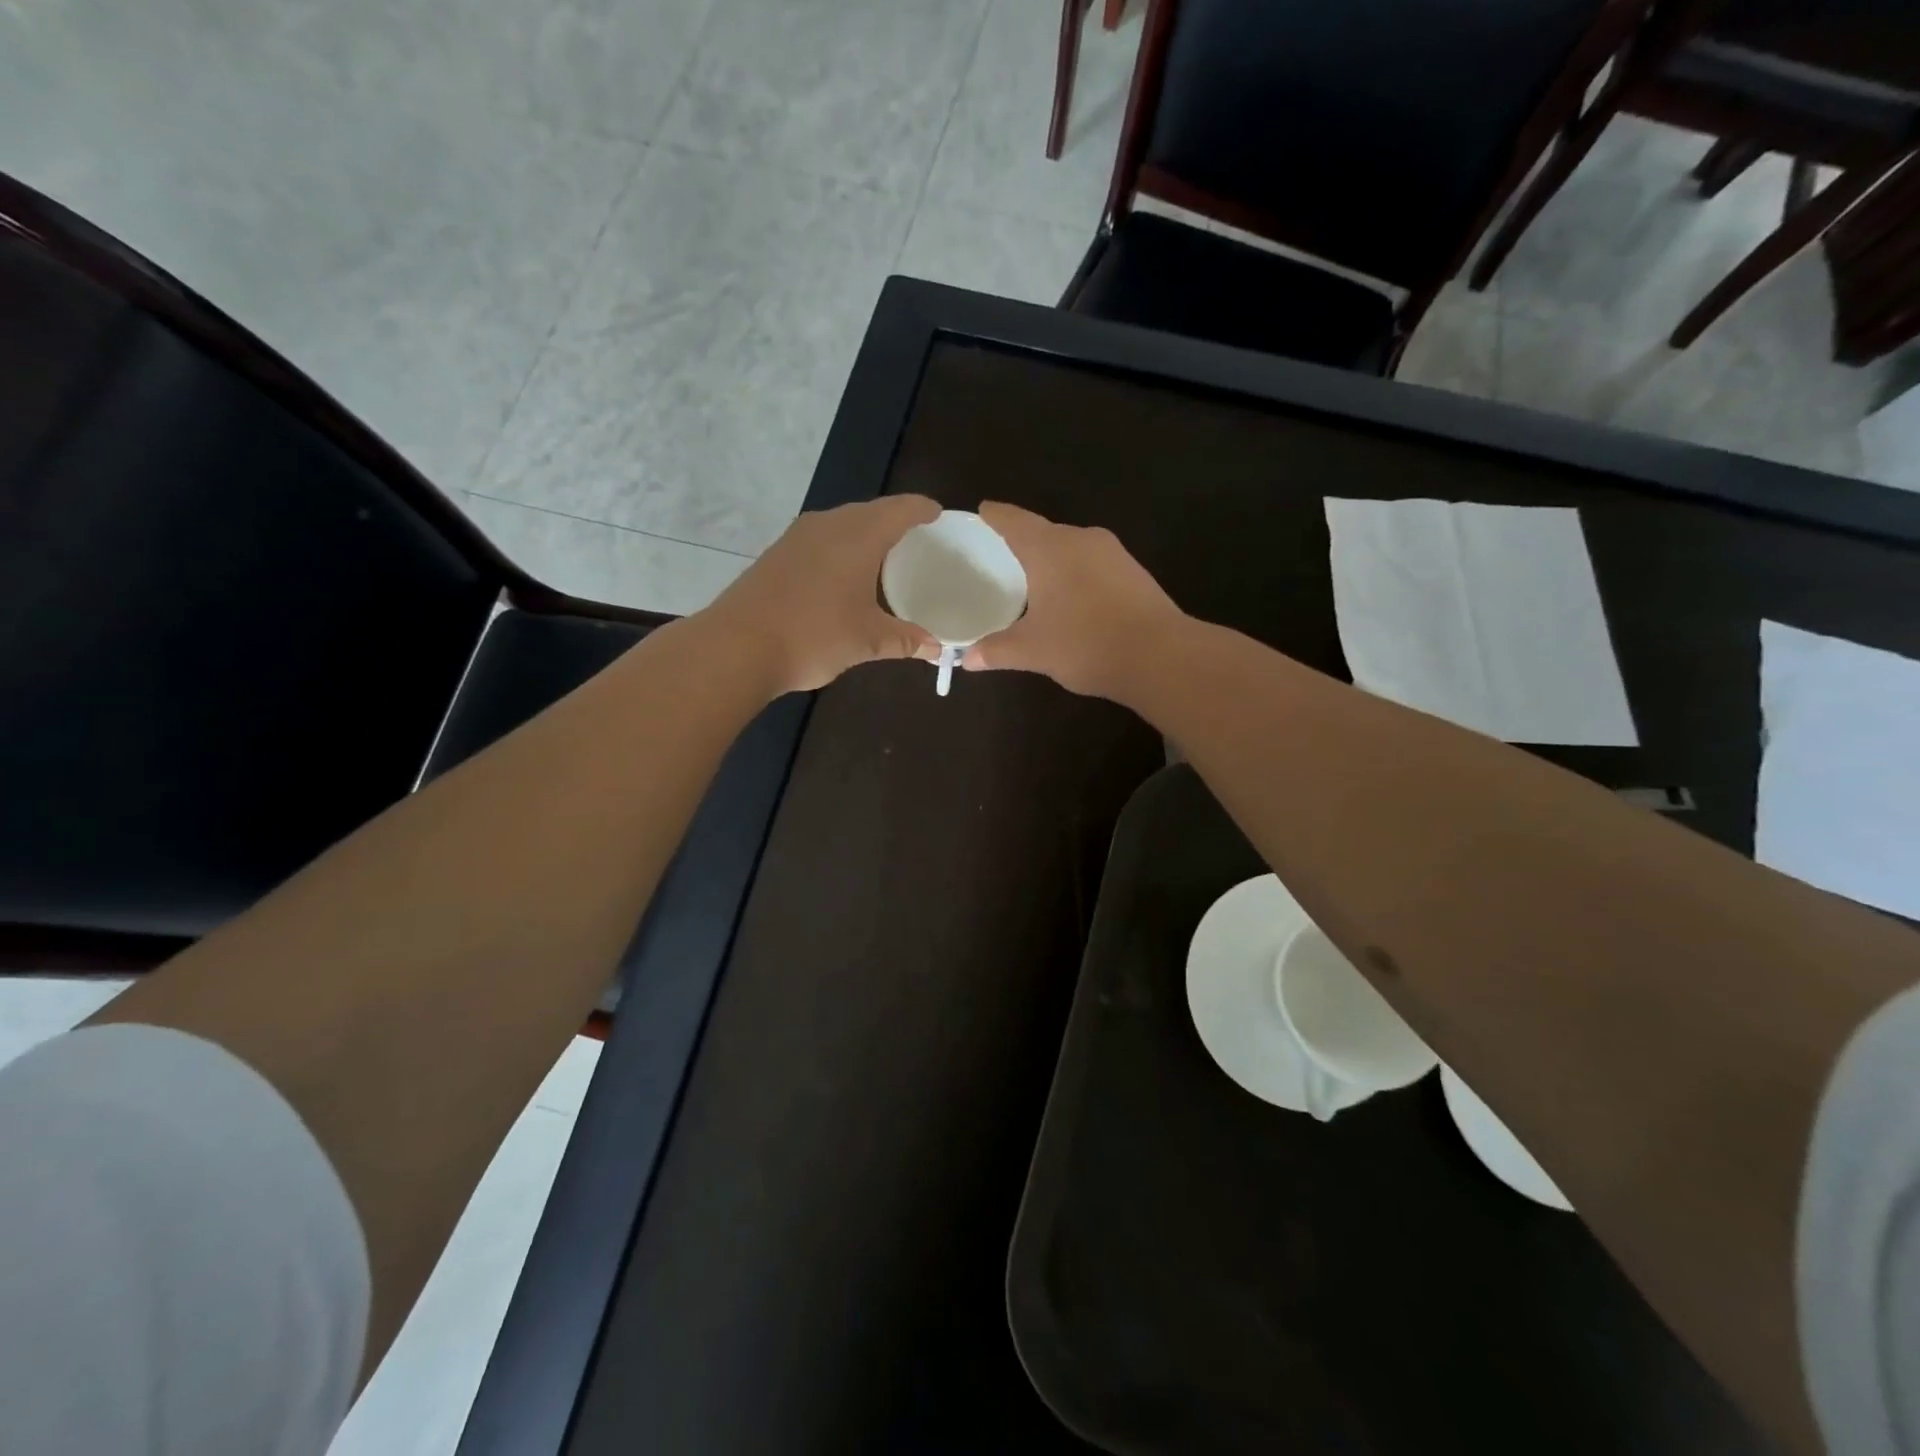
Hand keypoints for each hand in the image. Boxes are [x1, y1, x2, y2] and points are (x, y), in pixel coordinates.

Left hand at [701, 494, 941, 694]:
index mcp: (858, 536)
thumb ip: (905, 640)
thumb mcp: (867, 641)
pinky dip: (839, 549)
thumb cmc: (814, 636)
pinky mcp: (776, 555)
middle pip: (869, 512)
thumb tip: (936, 648)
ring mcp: (796, 538)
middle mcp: (827, 526)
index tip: (937, 514)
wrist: (737, 647)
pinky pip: (819, 540)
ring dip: (863, 534)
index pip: (900, 509)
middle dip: (894, 521)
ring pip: (841, 524)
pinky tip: (841, 574)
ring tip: (881, 556)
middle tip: (915, 538)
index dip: (922, 509)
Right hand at [961, 502, 1185, 699]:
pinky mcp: (1134, 572)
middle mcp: (1081, 539)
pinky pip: (1093, 564)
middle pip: (1044, 532)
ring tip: (1035, 579)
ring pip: (1072, 548)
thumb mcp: (1033, 651)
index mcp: (1049, 548)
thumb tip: (966, 659)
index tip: (983, 510)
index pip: (1014, 521)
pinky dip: (1076, 574)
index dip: (995, 516)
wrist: (1160, 656)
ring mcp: (1113, 553)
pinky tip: (1073, 598)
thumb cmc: (1085, 644)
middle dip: (1023, 541)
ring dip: (1053, 560)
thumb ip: (997, 650)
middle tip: (1002, 554)